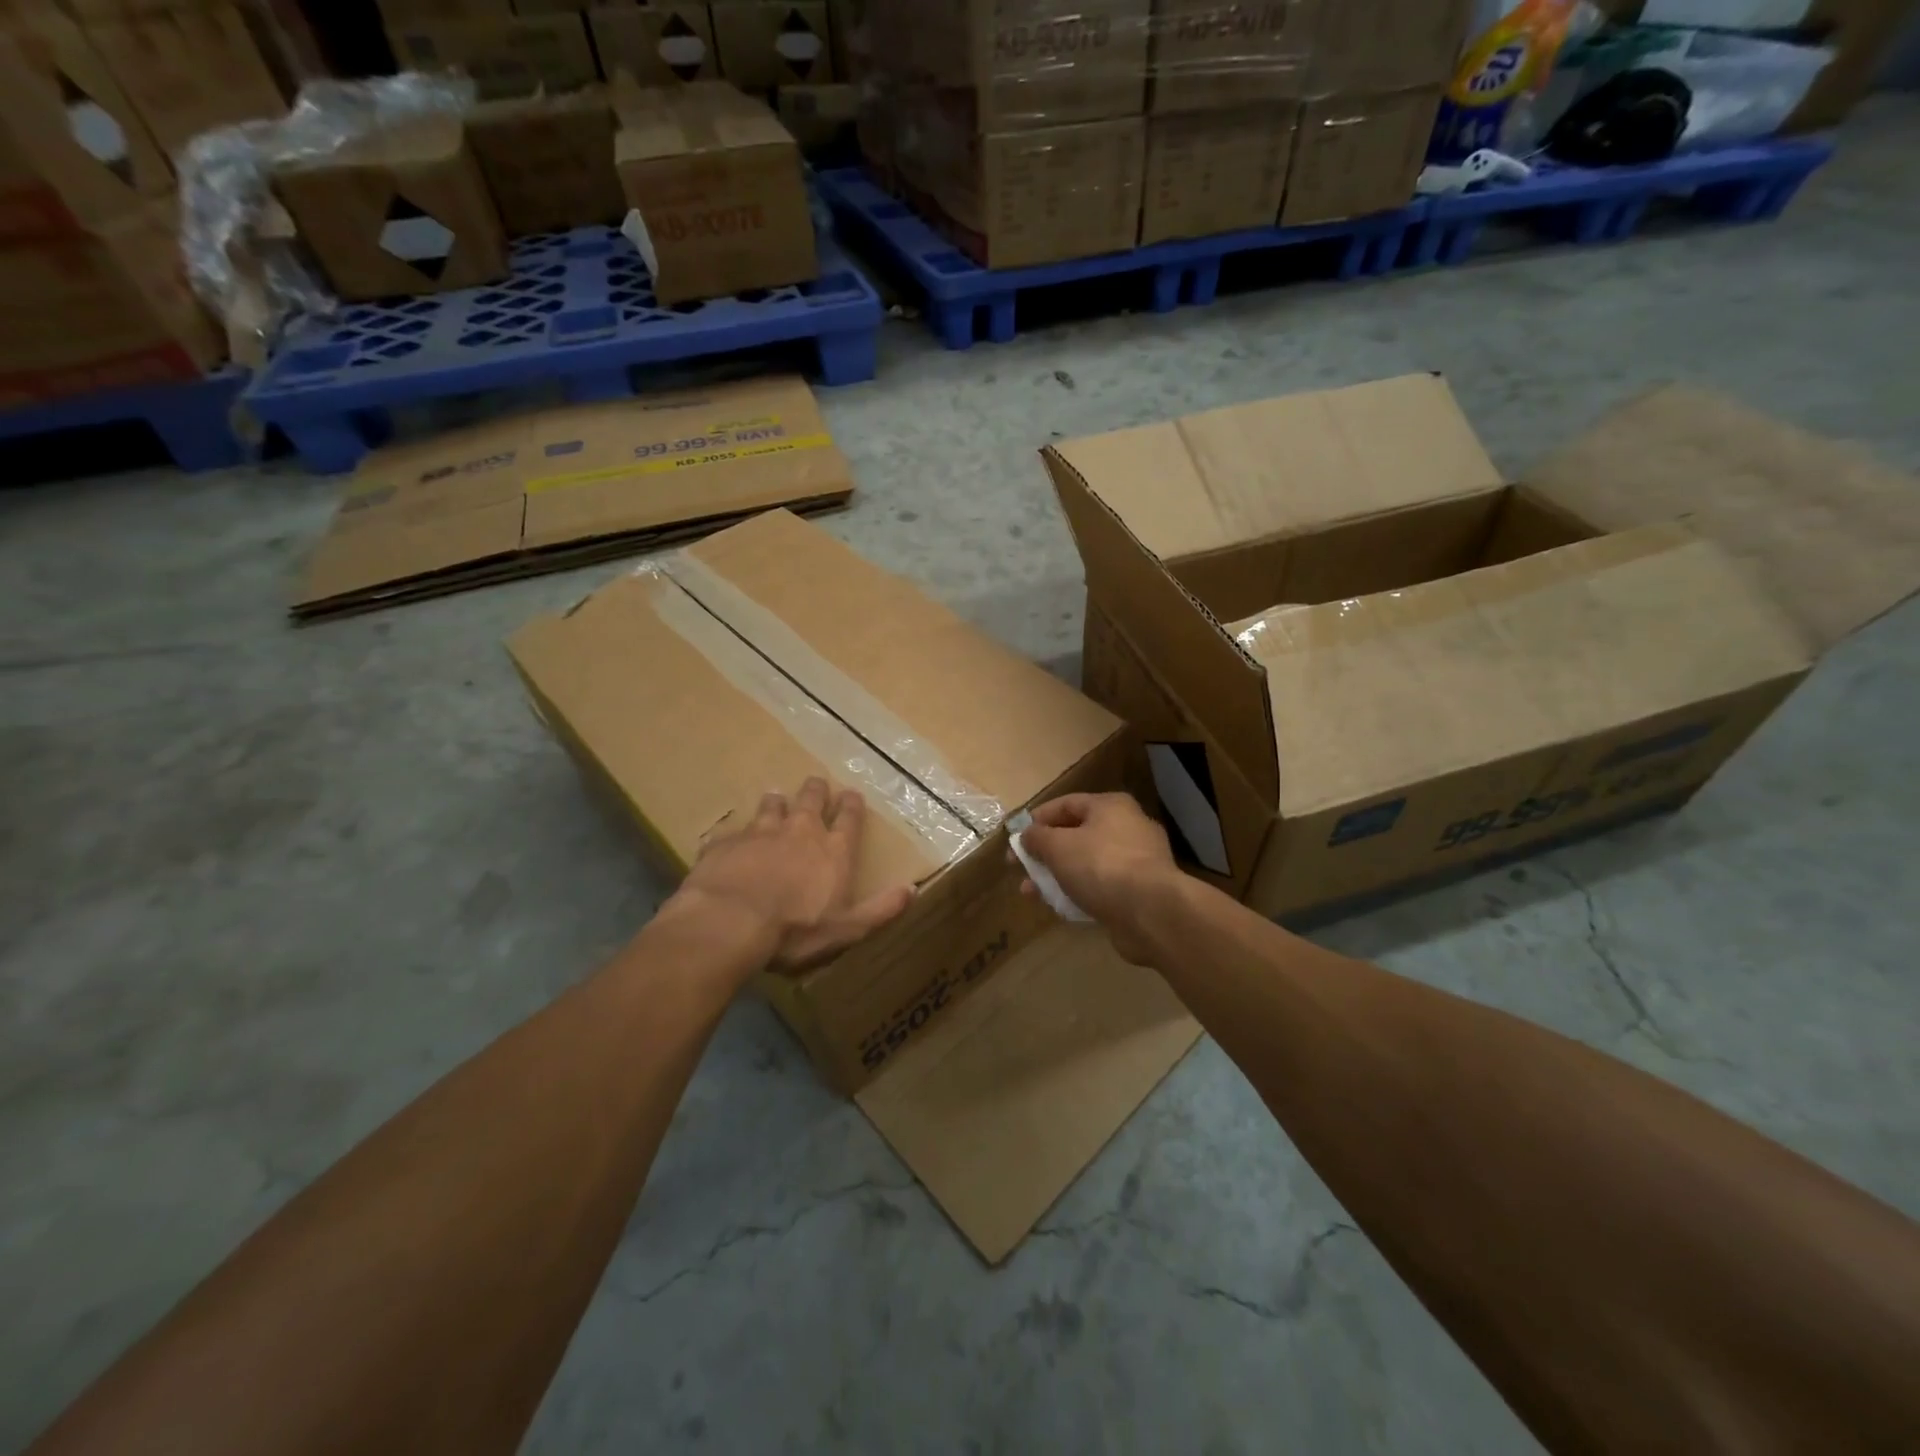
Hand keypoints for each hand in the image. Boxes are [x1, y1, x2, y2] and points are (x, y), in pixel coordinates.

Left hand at [671, 777, 915, 974]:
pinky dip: (735, 836)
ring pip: (771, 807)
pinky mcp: (726, 843)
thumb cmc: (795, 930)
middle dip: (816, 791)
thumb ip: (880, 909)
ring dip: (776, 802)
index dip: (852, 805)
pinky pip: (732, 833)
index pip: (849, 818)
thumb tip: (912, 889)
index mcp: (833, 850)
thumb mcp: (848, 929)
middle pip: (811, 801)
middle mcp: (800, 831)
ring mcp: (760, 832)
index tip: (851, 794)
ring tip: (775, 796)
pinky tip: (729, 839)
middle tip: (816, 783)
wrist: (730, 922)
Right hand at [1014, 793, 1180, 964]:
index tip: (1015, 839)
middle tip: (1021, 870)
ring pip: (1087, 863)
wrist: (1151, 912)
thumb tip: (1027, 836)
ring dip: (1057, 876)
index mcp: (1110, 806)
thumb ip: (1037, 838)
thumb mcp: (1058, 846)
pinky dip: (1079, 893)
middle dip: (1045, 853)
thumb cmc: (1100, 866)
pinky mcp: (1140, 891)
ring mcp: (1137, 860)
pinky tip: (1060, 907)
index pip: (1066, 804)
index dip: (1037, 819)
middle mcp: (1127, 827)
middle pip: (1076, 835)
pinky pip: (1101, 886)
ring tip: (1031, 893)